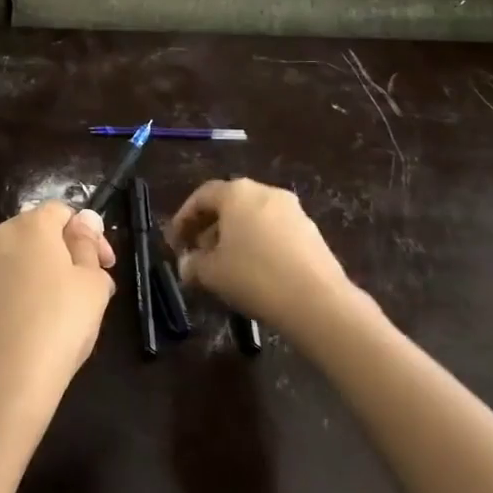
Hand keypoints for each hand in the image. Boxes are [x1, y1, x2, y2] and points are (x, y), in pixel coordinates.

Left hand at [0, 201, 115, 455]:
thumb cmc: (56, 327)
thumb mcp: (92, 286)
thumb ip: (88, 248)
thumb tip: (83, 223)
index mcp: (28, 225)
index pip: (63, 211)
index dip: (90, 234)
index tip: (108, 266)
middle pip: (38, 235)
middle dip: (66, 255)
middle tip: (91, 292)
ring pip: (18, 264)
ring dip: (44, 278)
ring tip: (65, 317)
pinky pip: (0, 291)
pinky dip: (20, 300)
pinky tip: (35, 333)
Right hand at [167, 178, 360, 340]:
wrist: (317, 301)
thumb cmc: (254, 277)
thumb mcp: (212, 274)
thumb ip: (193, 264)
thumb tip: (186, 264)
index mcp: (237, 193)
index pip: (202, 196)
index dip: (183, 218)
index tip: (175, 241)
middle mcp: (265, 192)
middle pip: (229, 204)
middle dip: (209, 227)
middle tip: (197, 253)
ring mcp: (292, 210)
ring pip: (253, 217)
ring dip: (234, 236)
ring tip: (224, 264)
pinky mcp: (311, 231)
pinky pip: (274, 230)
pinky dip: (258, 243)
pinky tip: (254, 270)